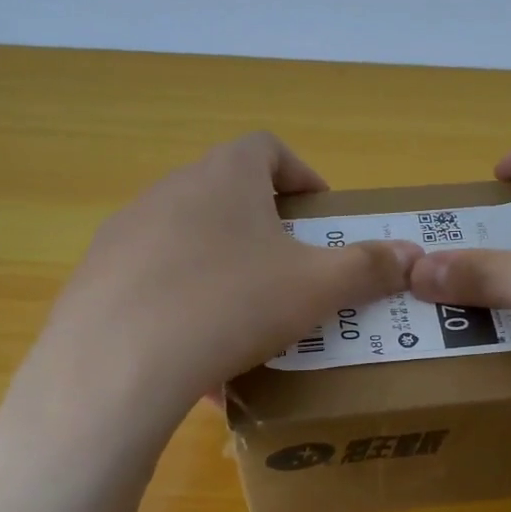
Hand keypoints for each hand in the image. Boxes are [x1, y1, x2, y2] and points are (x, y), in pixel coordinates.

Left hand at [33, 133, 420, 433]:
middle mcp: (170, 189)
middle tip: (291, 272)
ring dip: (222, 267)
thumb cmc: (232, 304)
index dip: (301, 176)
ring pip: (189, 241)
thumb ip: (368, 267)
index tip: (320, 216)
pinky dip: (183, 303)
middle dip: (265, 229)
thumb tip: (414, 255)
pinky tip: (197, 352)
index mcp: (225, 176)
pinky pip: (154, 281)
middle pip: (227, 194)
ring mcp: (126, 232)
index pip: (268, 148)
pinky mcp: (96, 277)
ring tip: (246, 318)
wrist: (118, 364)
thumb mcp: (316, 287)